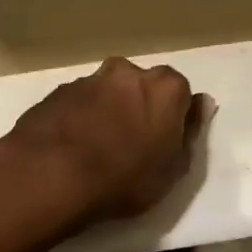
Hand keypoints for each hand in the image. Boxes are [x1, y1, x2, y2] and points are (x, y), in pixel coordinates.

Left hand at [0, 58, 207, 251]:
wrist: (51, 176)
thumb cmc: (125, 179)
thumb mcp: (173, 169)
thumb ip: (190, 133)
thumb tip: (201, 105)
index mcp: (164, 87)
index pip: (180, 93)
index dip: (172, 118)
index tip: (164, 143)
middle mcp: (126, 72)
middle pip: (140, 87)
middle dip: (138, 108)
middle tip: (130, 146)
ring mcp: (87, 80)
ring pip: (105, 94)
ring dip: (105, 113)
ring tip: (95, 152)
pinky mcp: (54, 94)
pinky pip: (76, 105)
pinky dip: (77, 120)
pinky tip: (70, 150)